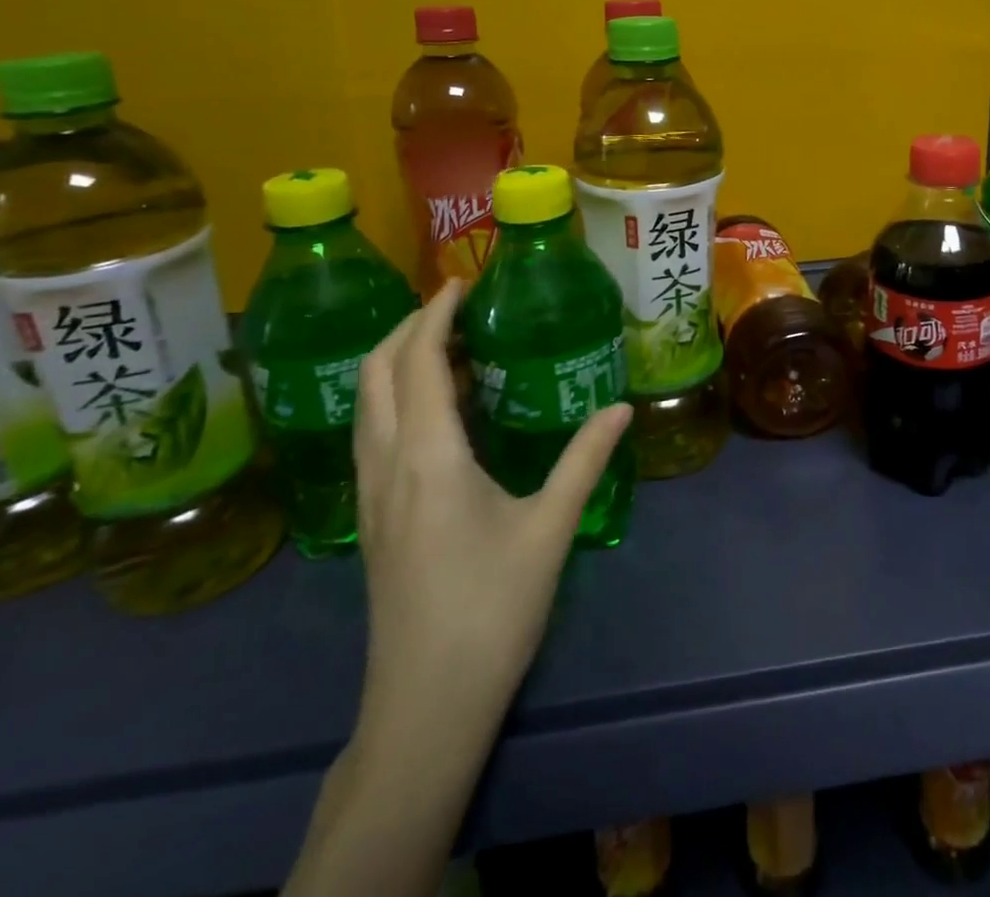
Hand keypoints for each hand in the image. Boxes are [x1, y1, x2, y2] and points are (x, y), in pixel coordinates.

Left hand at [351, 279, 631, 751]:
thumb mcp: (549, 528)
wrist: (425, 707)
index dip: (434, 314)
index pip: (417, 362)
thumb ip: (585, 459)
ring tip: (453, 347)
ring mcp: (370, 492)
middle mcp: (386, 463)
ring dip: (399, 361)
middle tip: (458, 307)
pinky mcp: (372, 516)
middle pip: (376, 372)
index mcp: (428, 456)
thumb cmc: (491, 610)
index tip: (461, 283)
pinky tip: (443, 411)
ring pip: (367, 402)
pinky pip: (374, 431)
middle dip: (409, 327)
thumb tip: (622, 406)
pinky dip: (399, 397)